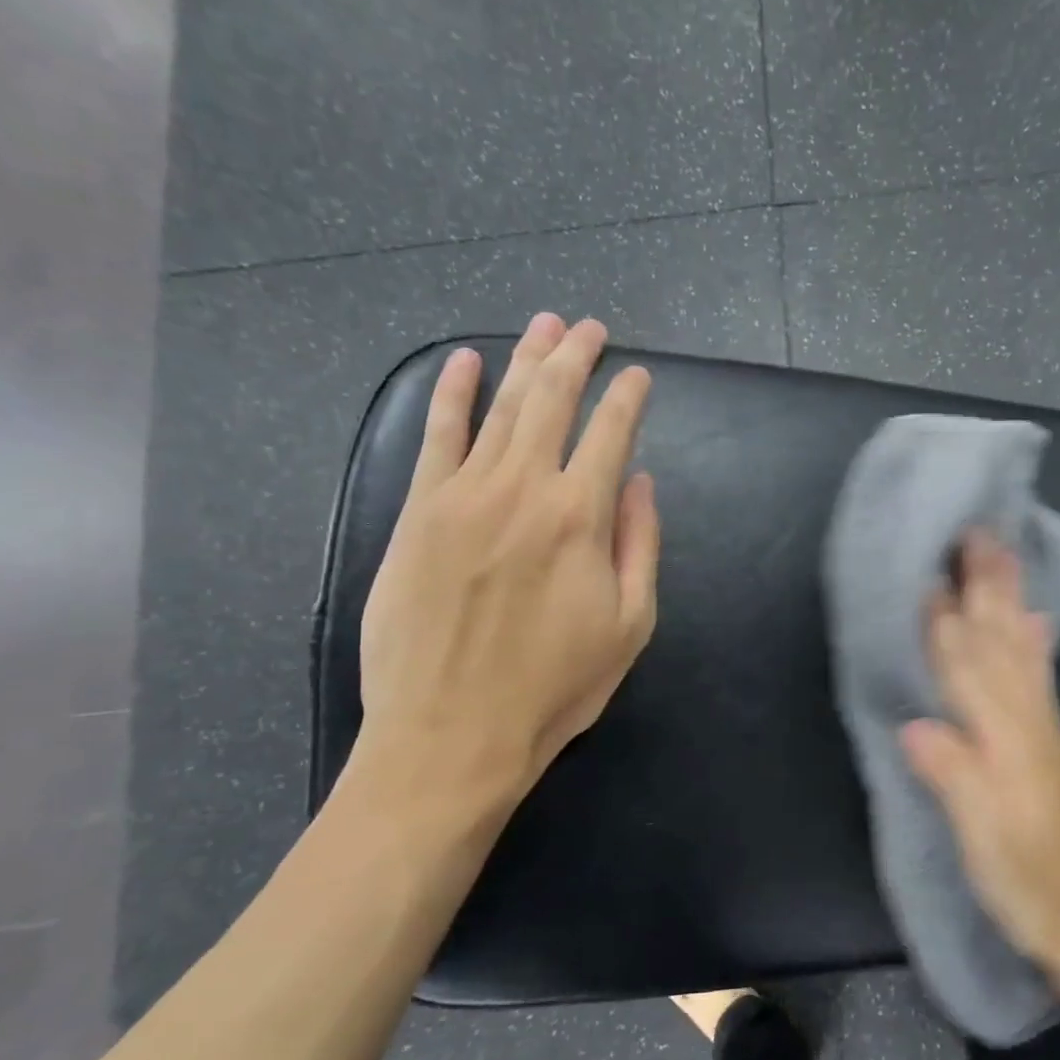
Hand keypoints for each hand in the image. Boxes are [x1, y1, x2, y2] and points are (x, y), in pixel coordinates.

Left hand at [355, 314, 658, 829]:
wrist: (451, 735)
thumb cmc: (555, 687)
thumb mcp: (630, 625)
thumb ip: (640, 544)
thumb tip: (639, 481)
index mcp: (581, 517)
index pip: (611, 433)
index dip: (628, 398)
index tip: (639, 375)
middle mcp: (522, 489)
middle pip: (552, 402)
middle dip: (575, 357)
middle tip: (589, 326)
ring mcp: (462, 495)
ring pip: (500, 407)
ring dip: (525, 360)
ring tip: (544, 325)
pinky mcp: (418, 513)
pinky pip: (436, 438)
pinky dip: (451, 395)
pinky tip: (465, 363)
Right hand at [901, 532, 1059, 968]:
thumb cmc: (1028, 882)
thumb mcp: (984, 842)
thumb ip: (953, 778)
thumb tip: (914, 724)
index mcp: (1004, 740)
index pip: (966, 668)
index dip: (946, 621)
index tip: (931, 570)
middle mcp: (1027, 720)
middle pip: (999, 641)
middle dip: (986, 585)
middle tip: (977, 532)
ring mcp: (1043, 726)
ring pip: (1020, 647)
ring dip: (1008, 597)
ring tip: (1002, 554)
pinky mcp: (1050, 739)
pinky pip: (1039, 673)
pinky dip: (1034, 639)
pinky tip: (1033, 618)